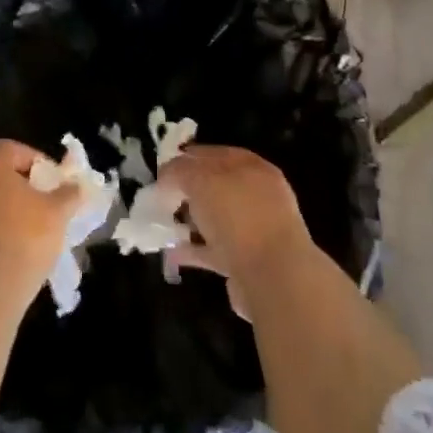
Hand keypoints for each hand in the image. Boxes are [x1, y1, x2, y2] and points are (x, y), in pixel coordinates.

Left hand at [0, 138, 87, 293]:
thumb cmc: (25, 237)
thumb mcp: (57, 212)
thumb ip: (69, 194)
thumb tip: (76, 186)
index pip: (10, 148)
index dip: (35, 160)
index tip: (54, 181)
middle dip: (23, 185)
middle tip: (47, 203)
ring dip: (9, 208)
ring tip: (35, 228)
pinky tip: (16, 247)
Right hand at [159, 145, 316, 318]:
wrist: (273, 278)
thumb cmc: (238, 216)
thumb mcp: (201, 180)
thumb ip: (179, 171)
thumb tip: (168, 178)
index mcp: (252, 168)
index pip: (215, 154)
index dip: (187, 159)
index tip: (162, 171)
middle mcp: (257, 196)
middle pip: (215, 187)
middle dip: (187, 191)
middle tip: (160, 198)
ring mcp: (254, 230)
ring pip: (215, 219)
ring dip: (190, 221)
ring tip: (163, 224)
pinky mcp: (247, 262)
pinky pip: (214, 250)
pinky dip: (193, 250)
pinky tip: (172, 252)